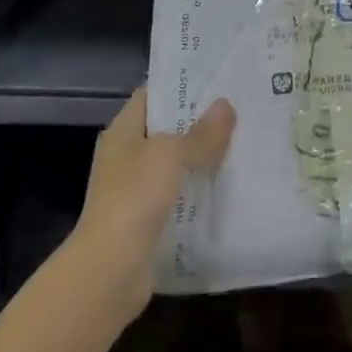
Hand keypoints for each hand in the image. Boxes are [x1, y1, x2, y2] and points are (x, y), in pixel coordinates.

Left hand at [75, 88, 235, 313]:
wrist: (109, 272)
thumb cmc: (134, 197)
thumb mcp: (171, 154)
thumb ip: (201, 132)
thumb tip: (226, 106)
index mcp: (123, 132)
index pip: (152, 95)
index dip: (181, 85)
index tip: (216, 79)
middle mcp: (126, 157)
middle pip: (167, 130)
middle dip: (200, 122)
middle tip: (239, 109)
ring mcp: (136, 191)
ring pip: (176, 165)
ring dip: (203, 158)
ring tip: (242, 142)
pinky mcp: (148, 221)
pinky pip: (180, 196)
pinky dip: (200, 191)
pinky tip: (229, 185)